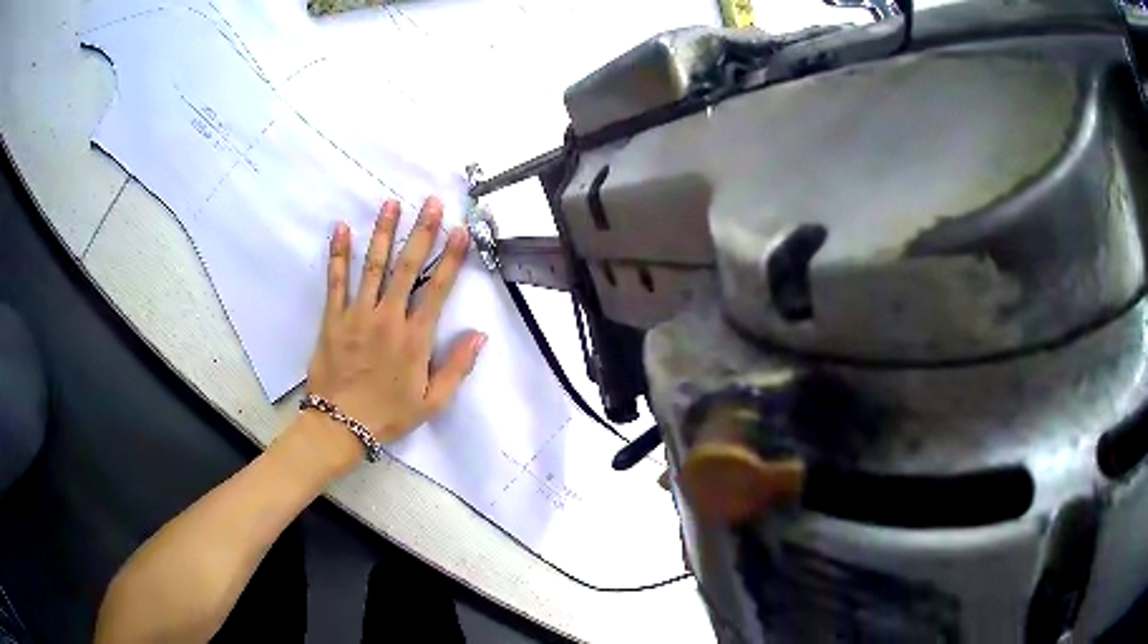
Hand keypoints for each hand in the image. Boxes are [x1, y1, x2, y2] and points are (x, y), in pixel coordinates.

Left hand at [305, 196, 485, 452]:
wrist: (339, 426)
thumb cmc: (388, 415)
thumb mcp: (431, 402)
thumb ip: (457, 368)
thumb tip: (479, 335)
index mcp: (414, 339)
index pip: (437, 290)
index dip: (451, 258)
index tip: (460, 231)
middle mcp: (387, 318)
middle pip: (406, 267)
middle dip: (421, 232)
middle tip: (431, 202)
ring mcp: (357, 315)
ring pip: (372, 266)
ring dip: (383, 232)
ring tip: (390, 204)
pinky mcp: (333, 318)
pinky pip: (335, 281)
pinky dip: (338, 254)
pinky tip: (340, 229)